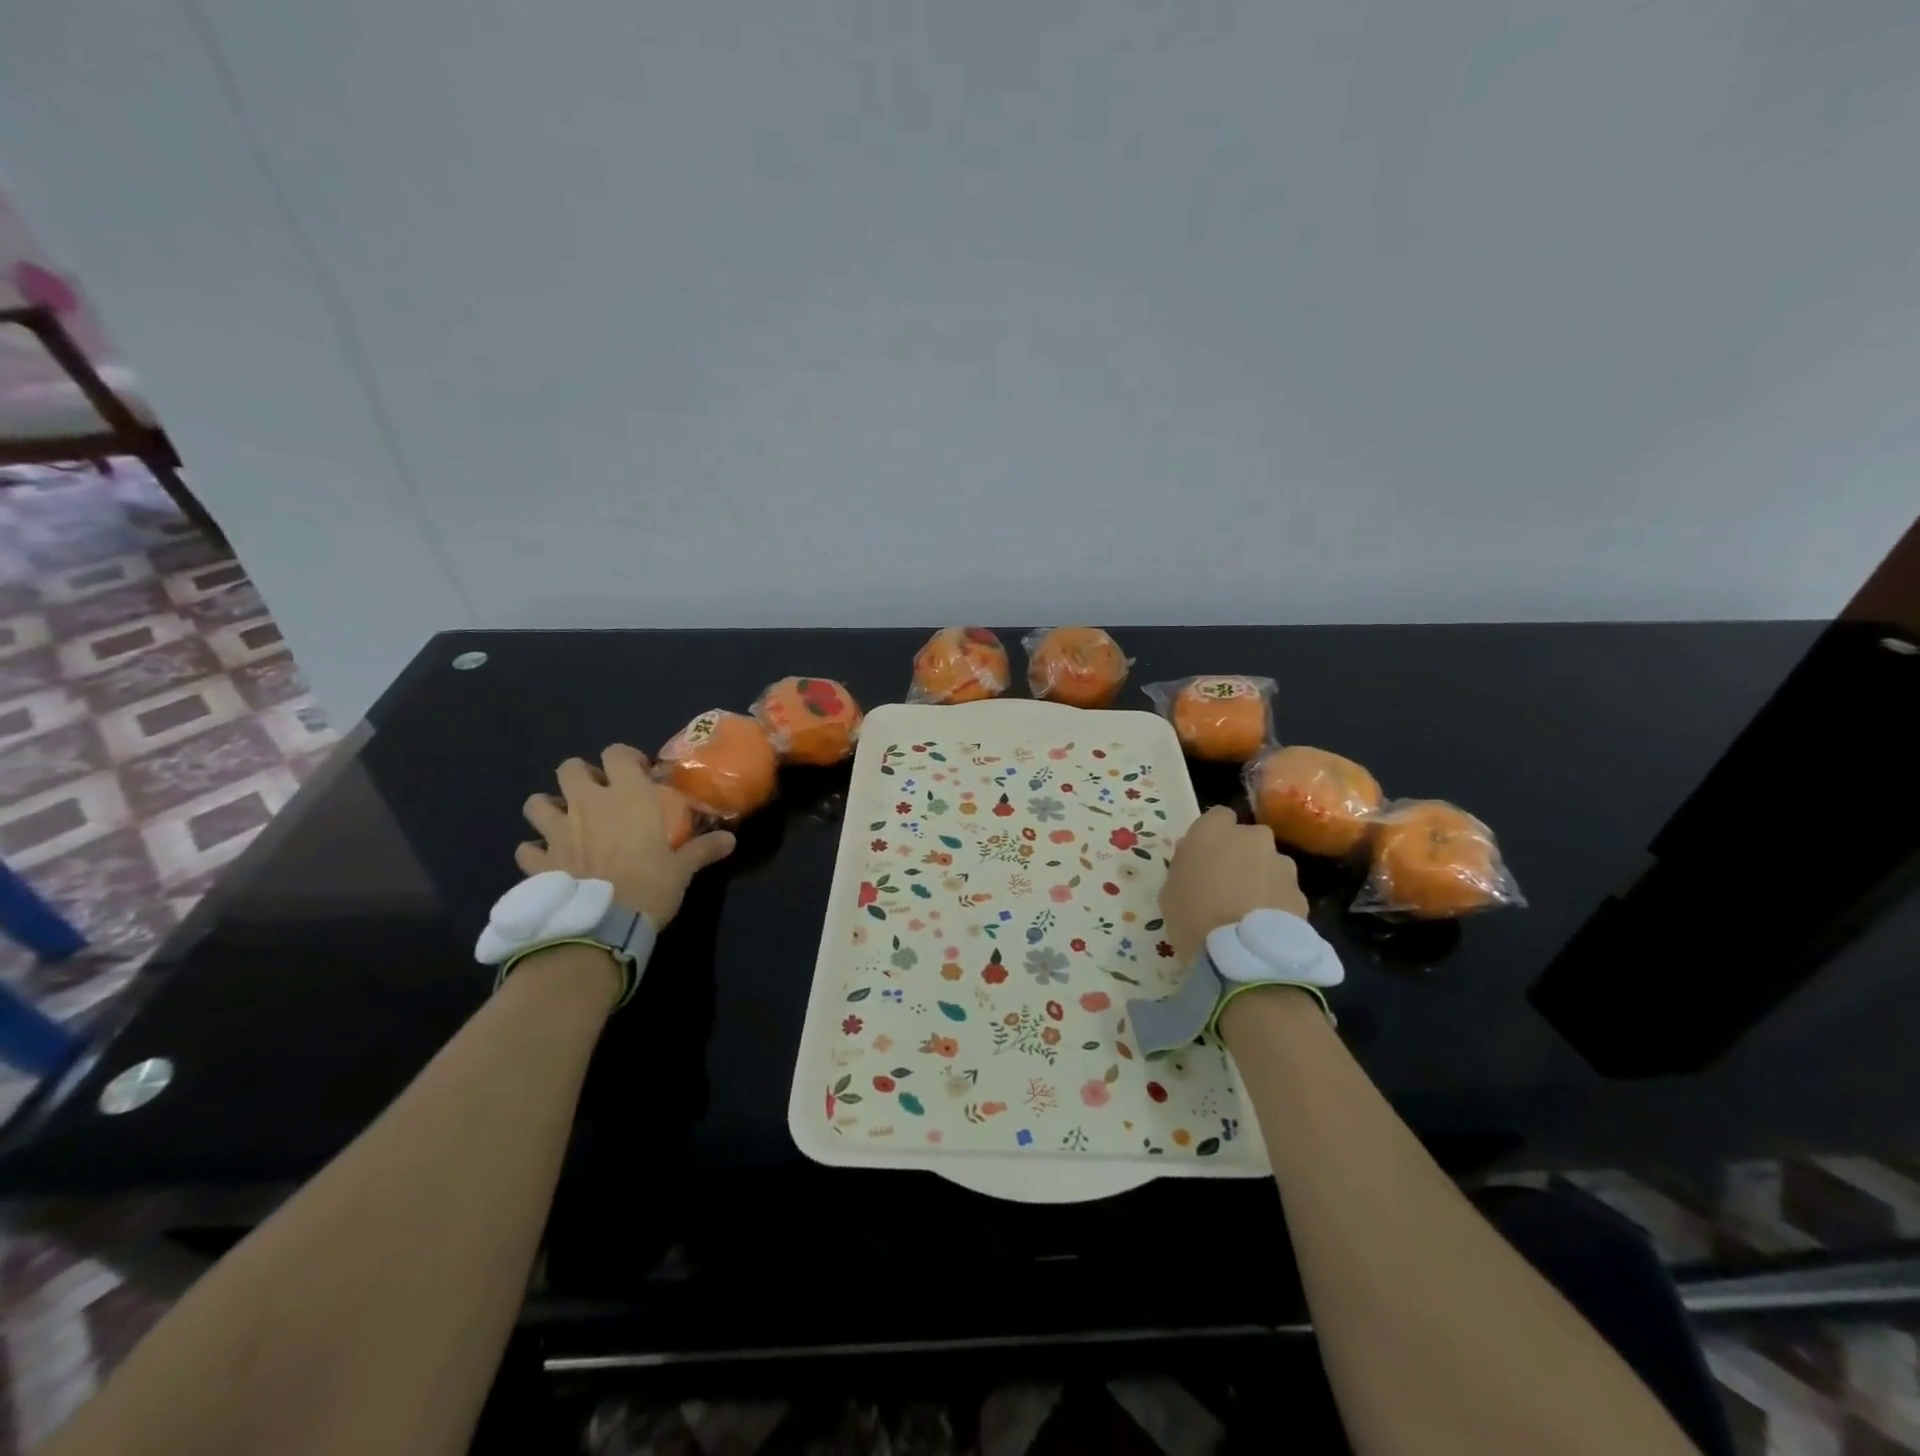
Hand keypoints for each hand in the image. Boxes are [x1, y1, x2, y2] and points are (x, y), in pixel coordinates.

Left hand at [517, 745, 734, 927]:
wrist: (602, 925)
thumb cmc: (650, 886)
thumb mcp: (682, 869)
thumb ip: (702, 849)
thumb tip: (730, 840)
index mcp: (626, 796)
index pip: (617, 754)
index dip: (626, 758)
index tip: (639, 773)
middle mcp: (586, 804)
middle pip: (569, 768)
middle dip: (581, 775)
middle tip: (598, 794)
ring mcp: (557, 831)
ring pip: (536, 803)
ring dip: (549, 807)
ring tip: (565, 821)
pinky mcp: (538, 862)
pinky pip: (526, 849)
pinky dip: (535, 852)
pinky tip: (548, 861)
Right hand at [1160, 806, 1309, 963]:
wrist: (1242, 955)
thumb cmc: (1192, 916)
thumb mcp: (1170, 889)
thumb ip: (1184, 863)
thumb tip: (1192, 853)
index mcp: (1215, 830)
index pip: (1218, 816)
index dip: (1212, 835)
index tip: (1205, 856)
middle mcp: (1253, 838)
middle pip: (1248, 839)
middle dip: (1241, 855)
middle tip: (1227, 883)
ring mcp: (1282, 864)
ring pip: (1270, 864)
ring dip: (1261, 878)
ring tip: (1248, 910)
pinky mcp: (1301, 893)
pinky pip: (1283, 891)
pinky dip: (1275, 902)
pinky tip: (1263, 926)